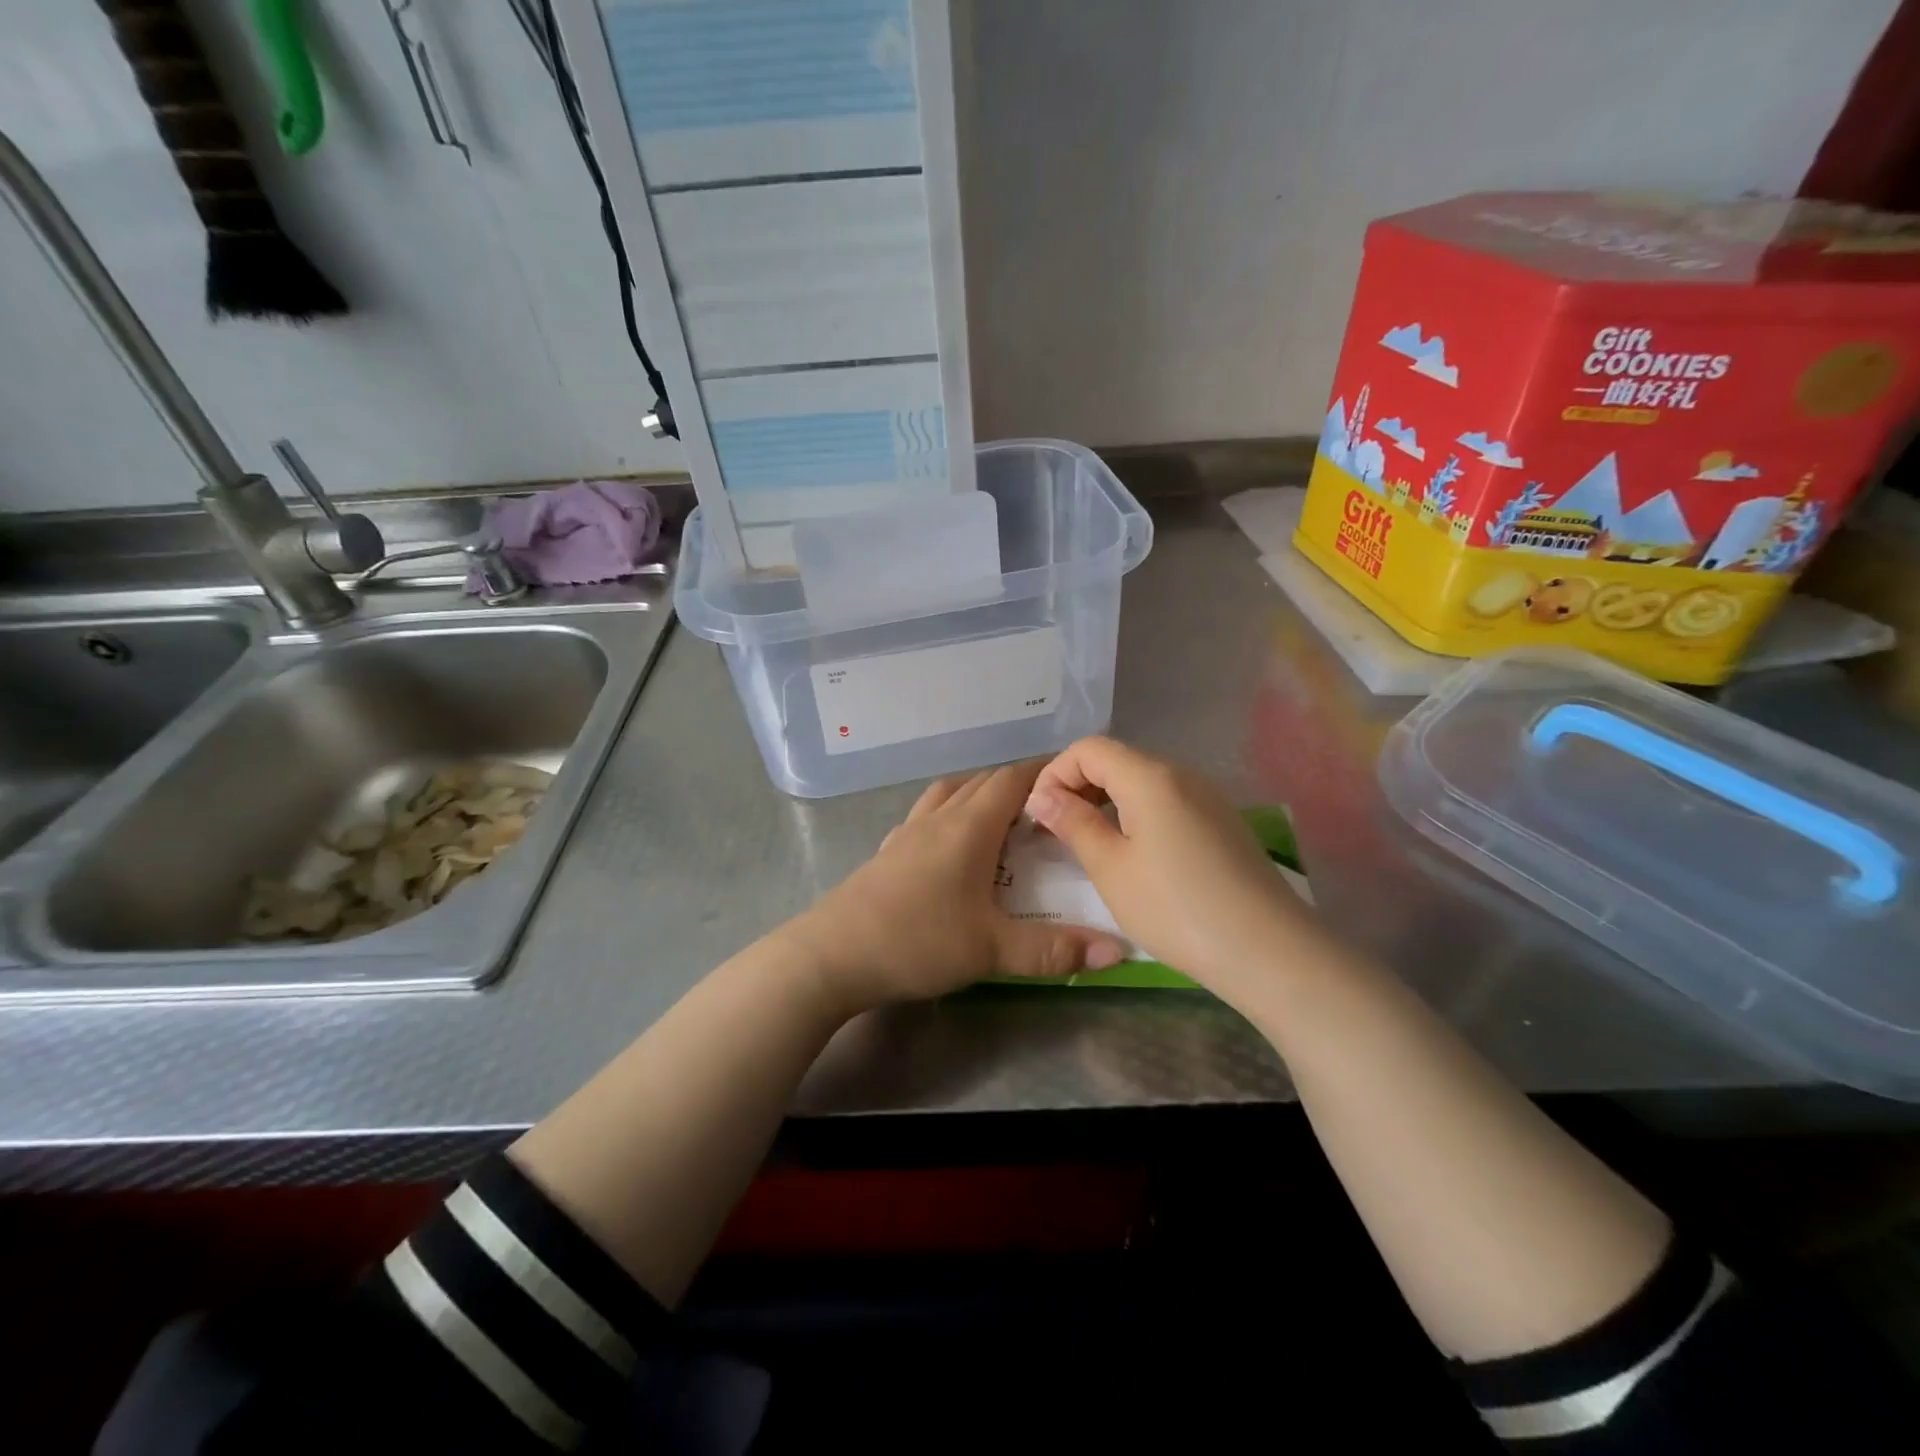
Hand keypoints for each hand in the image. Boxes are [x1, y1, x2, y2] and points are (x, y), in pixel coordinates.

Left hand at [785, 760, 1128, 1013]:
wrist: (831, 955)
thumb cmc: (917, 941)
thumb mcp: (992, 950)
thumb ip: (1055, 951)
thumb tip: (1118, 951)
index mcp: (969, 827)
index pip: (1012, 780)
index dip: (1044, 771)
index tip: (1074, 777)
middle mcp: (938, 819)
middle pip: (982, 782)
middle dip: (1017, 784)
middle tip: (1049, 806)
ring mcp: (906, 834)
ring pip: (948, 794)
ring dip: (978, 795)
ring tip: (1001, 818)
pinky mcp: (886, 853)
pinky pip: (924, 818)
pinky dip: (946, 816)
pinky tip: (948, 845)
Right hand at [1023, 737, 1316, 996]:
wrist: (1269, 952)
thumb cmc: (1176, 909)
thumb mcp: (1111, 869)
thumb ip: (1074, 824)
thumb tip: (1043, 797)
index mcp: (1150, 777)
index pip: (1089, 748)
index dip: (1054, 773)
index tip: (1039, 815)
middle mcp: (1181, 775)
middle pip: (1117, 760)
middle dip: (1078, 787)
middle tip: (1056, 831)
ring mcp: (1207, 798)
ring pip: (1142, 783)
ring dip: (1107, 803)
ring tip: (1089, 845)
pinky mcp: (1222, 824)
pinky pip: (1167, 803)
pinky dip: (1137, 816)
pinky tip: (1134, 856)